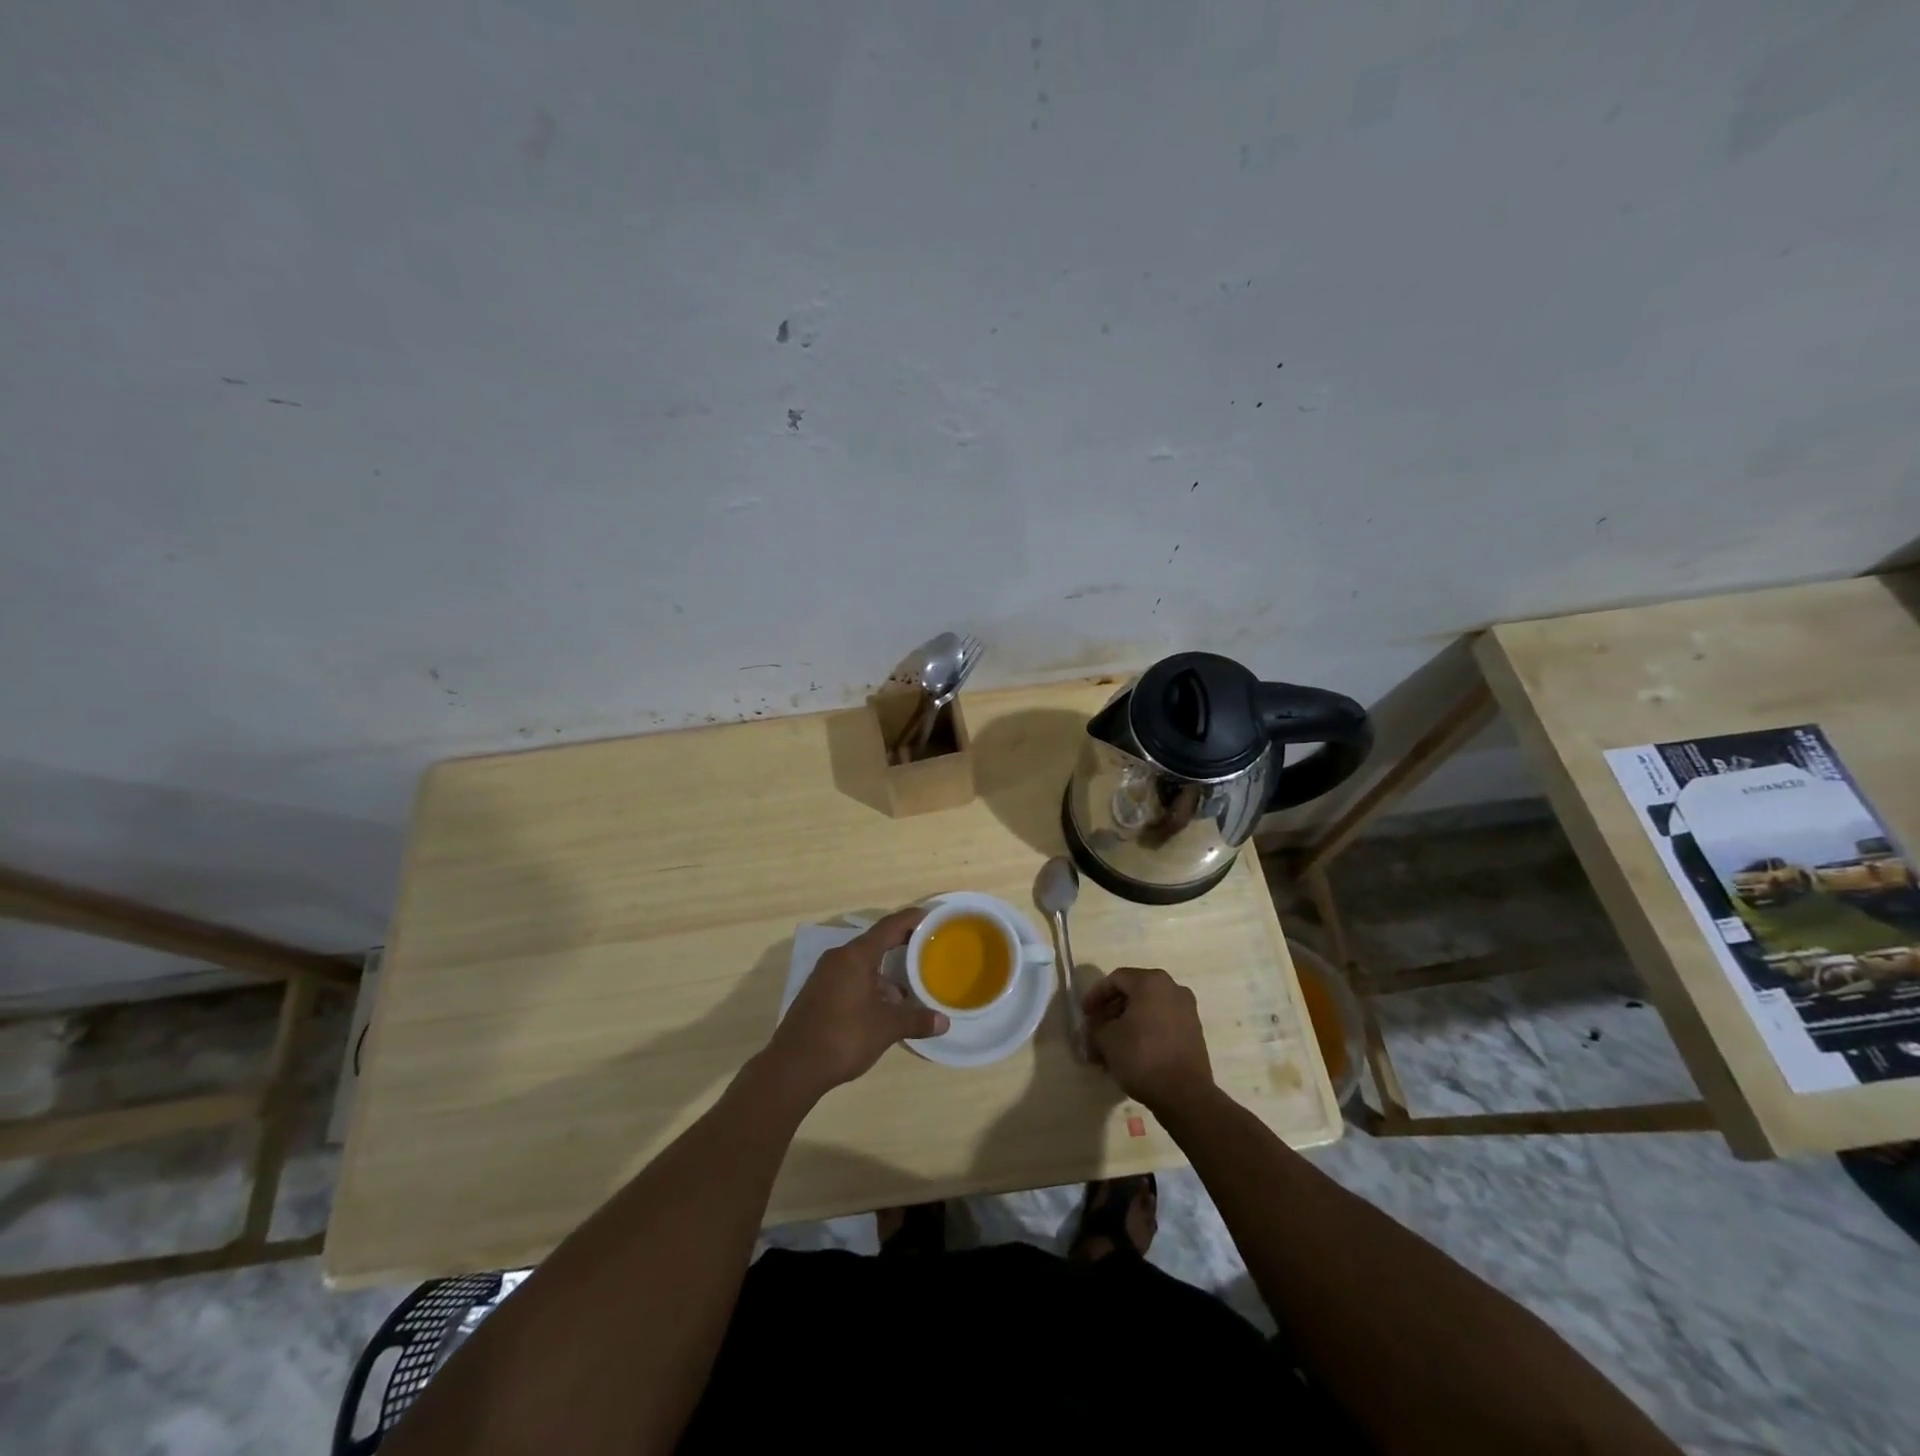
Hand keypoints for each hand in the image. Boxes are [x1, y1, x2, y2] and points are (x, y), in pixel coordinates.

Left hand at [762, 909, 947, 1099]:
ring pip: (862, 964)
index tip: (930, 916)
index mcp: (856, 956)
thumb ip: (916, 1019)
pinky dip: (870, 984)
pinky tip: (883, 1006)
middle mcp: (838, 958)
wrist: (793, 1067)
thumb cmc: (844, 1036)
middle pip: (875, 943)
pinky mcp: (818, 994)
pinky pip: (850, 978)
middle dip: (900, 945)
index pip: (889, 927)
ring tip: (909, 987)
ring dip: (885, 972)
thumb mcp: (886, 1028)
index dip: (911, 919)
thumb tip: (943, 1021)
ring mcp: (824, 976)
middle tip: (926, 948)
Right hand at [1082, 966, 1214, 1113]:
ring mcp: (1187, 1011)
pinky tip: (1130, 1054)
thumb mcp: (1106, 1040)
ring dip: (1126, 1025)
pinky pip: (1162, 1024)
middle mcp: (1172, 989)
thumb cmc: (1142, 1056)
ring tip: (1110, 1048)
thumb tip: (1094, 1029)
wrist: (1185, 1095)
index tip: (1084, 1014)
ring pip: (1148, 1010)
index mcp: (1151, 982)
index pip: (1116, 979)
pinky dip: (1144, 1033)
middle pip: (1133, 993)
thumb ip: (1095, 1028)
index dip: (1096, 995)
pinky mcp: (1194, 1033)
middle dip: (1111, 1012)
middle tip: (1095, 1030)